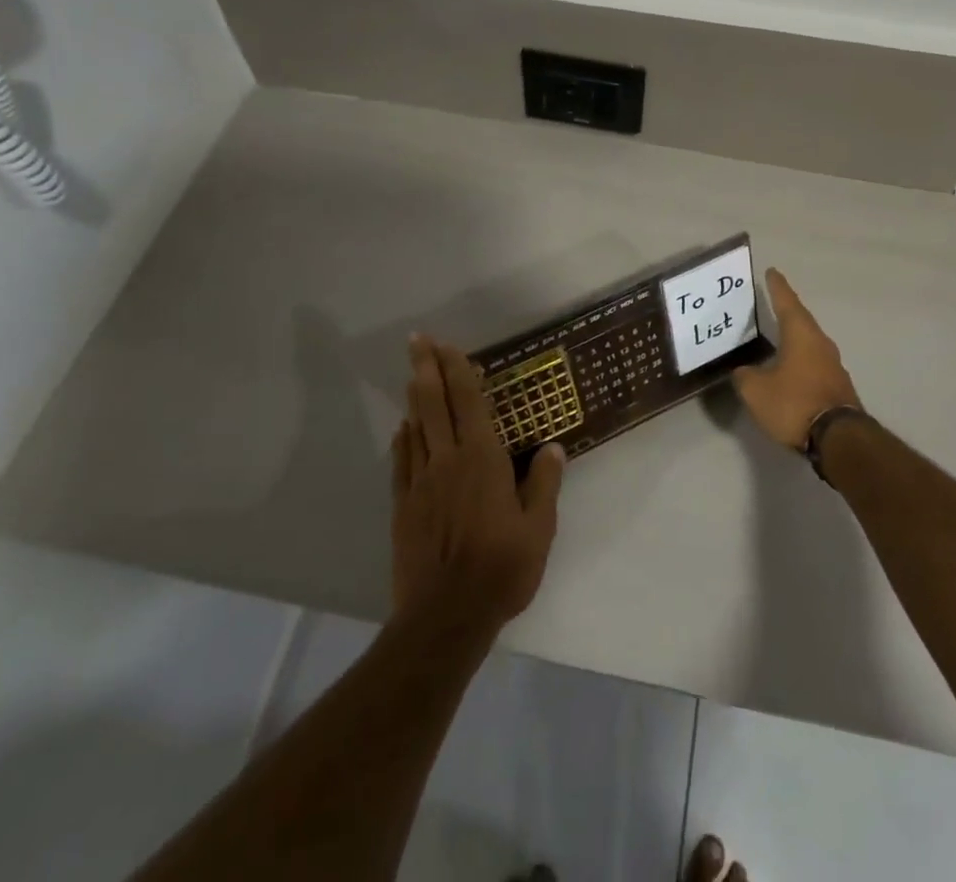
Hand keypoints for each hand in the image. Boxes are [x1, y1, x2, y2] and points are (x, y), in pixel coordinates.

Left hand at [391, 335, 565, 635]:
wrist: (445, 617)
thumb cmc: (501, 570)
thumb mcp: (539, 530)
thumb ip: (544, 484)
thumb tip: (553, 447)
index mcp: (482, 460)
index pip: (467, 402)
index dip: (457, 370)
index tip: (447, 345)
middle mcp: (448, 460)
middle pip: (433, 403)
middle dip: (425, 368)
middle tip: (417, 339)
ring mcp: (421, 482)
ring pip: (415, 426)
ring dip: (414, 395)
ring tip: (412, 372)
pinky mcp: (404, 506)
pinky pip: (402, 461)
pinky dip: (404, 438)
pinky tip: (405, 427)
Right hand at [732, 268, 862, 448]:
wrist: (839, 438)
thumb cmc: (794, 403)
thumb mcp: (756, 390)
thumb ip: (744, 376)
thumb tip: (743, 371)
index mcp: (801, 334)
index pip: (786, 302)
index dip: (777, 287)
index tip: (771, 272)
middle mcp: (820, 342)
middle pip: (801, 320)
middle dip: (786, 311)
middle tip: (771, 303)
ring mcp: (832, 364)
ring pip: (809, 343)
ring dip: (794, 338)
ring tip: (777, 337)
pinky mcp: (837, 385)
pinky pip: (814, 363)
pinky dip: (800, 360)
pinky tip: (789, 369)